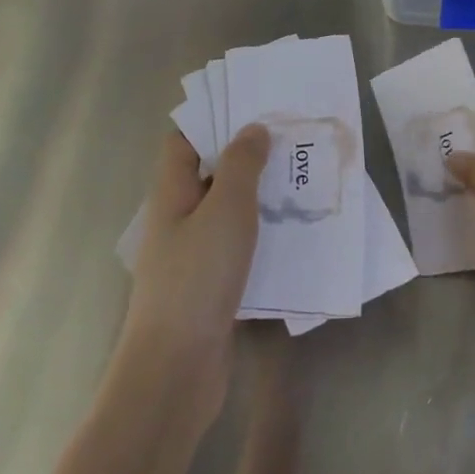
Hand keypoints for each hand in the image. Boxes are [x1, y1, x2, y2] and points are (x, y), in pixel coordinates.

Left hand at [119, 124, 269, 422]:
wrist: (177, 368)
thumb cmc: (198, 278)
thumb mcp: (226, 210)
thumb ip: (241, 165)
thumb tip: (253, 129)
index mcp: (172, 193)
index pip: (184, 140)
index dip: (213, 118)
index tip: (254, 105)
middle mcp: (178, 218)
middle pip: (210, 172)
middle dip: (247, 154)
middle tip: (291, 139)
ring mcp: (193, 254)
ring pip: (228, 210)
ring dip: (260, 194)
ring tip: (302, 179)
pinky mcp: (211, 284)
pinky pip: (239, 245)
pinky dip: (263, 233)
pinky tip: (295, 233)